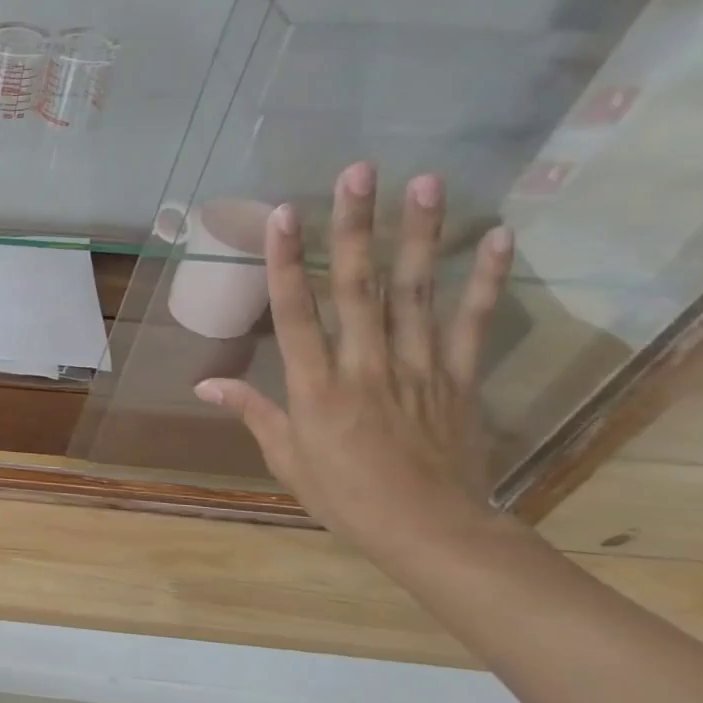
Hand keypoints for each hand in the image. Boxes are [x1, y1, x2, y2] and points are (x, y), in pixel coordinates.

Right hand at [195, 163, 514, 560]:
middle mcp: (366, 365)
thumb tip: (205, 384)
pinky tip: (498, 238)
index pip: (297, 313)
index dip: (289, 262)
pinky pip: (471, 323)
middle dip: (357, 227)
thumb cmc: (345, 497)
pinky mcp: (458, 377)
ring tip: (424, 182)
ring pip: (416, 292)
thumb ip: (252, 412)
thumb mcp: (286, 458)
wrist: (431, 530)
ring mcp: (418, 367)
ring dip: (420, 236)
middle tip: (359, 172)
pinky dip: (485, 280)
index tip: (285, 215)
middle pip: (359, 287)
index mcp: (316, 387)